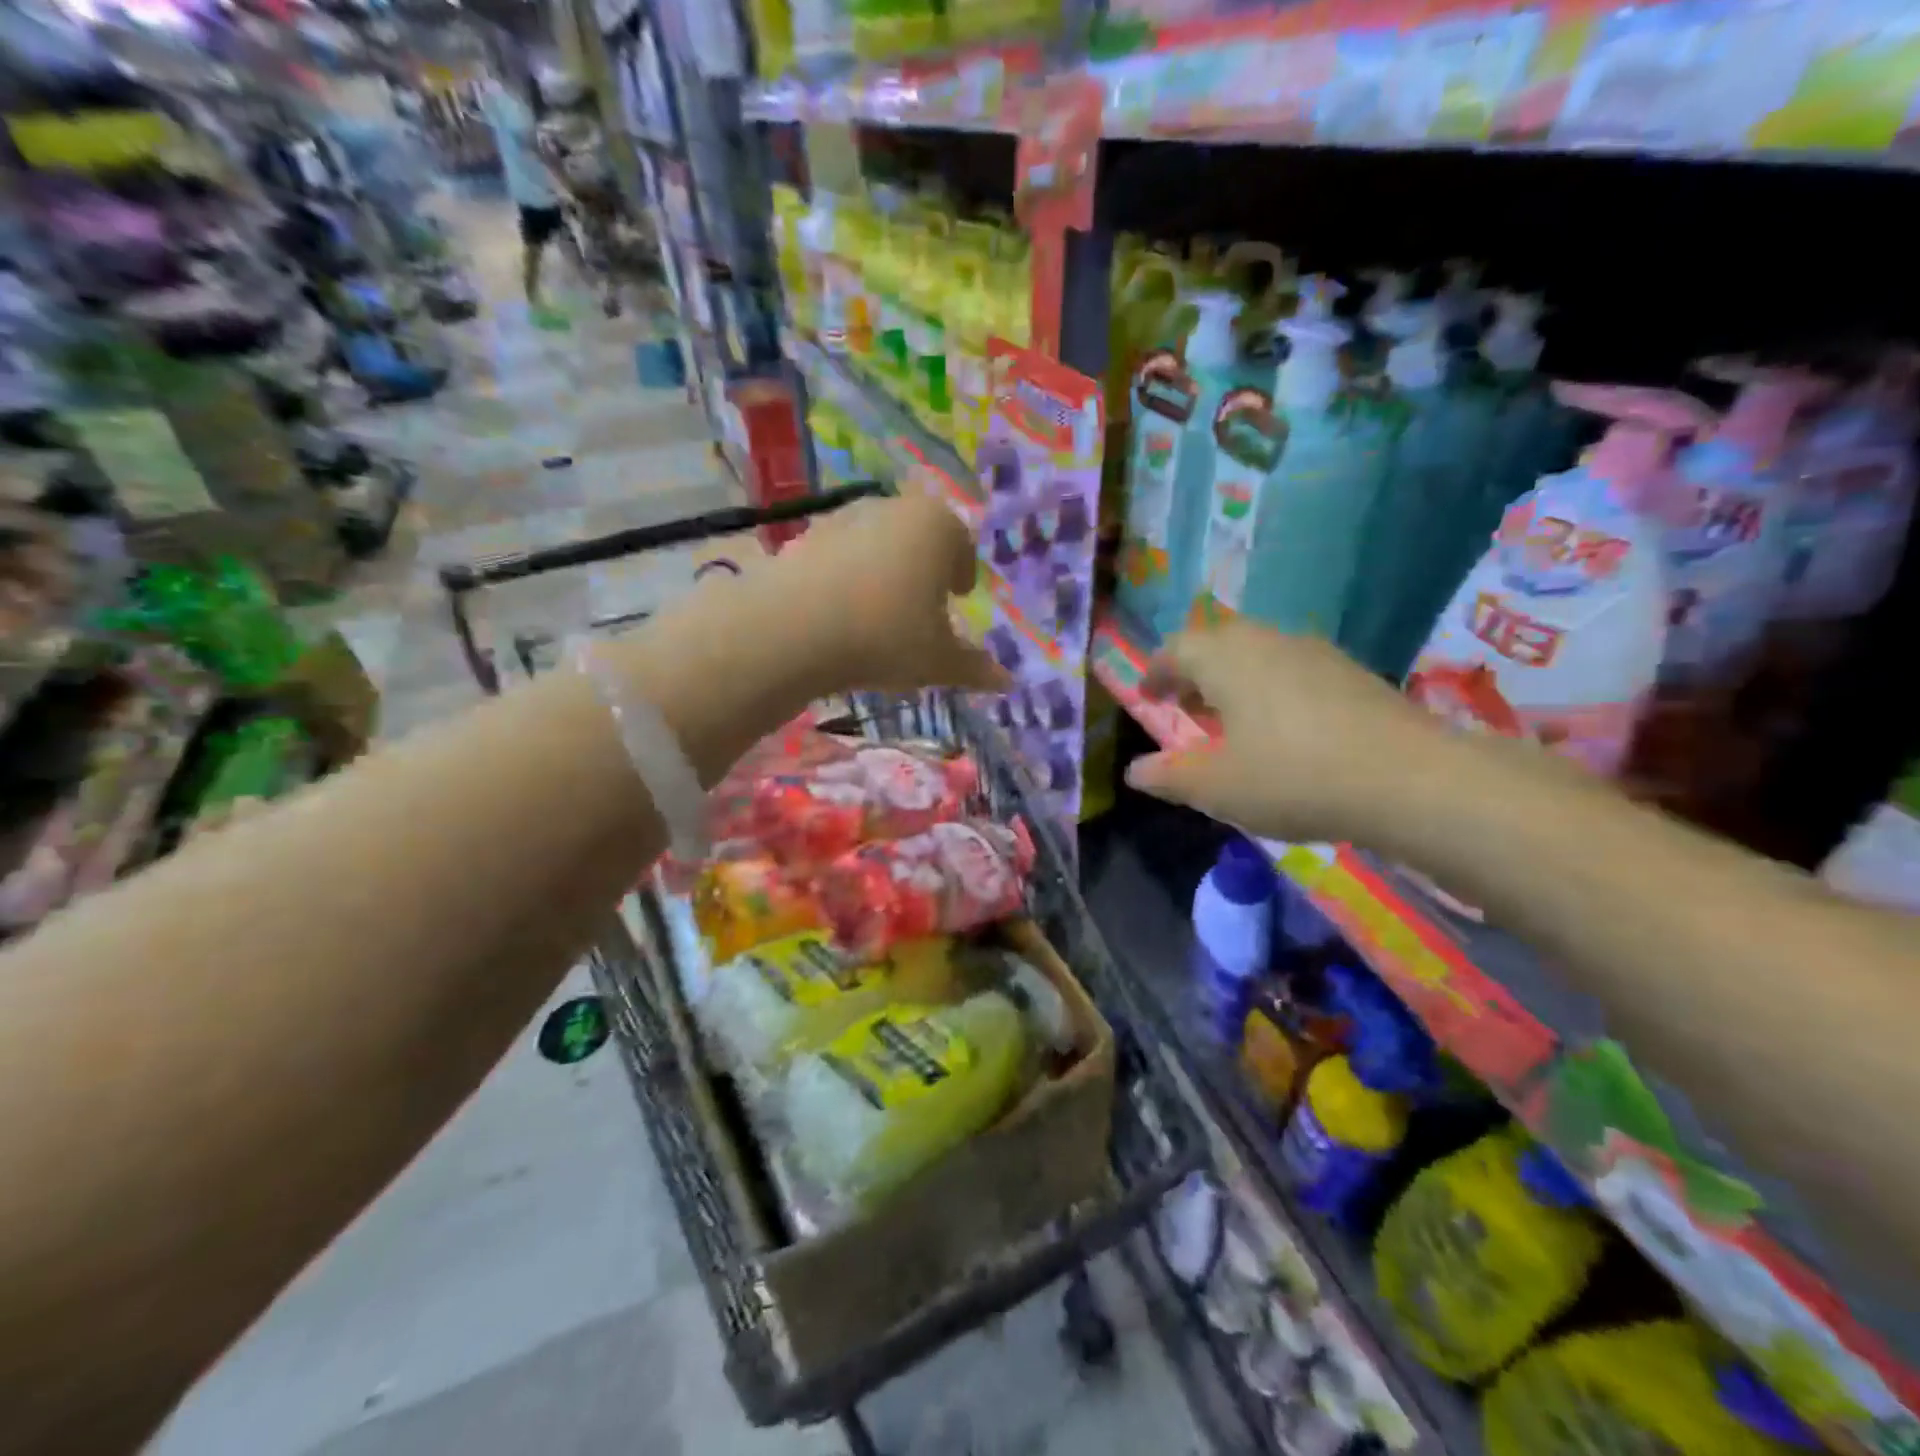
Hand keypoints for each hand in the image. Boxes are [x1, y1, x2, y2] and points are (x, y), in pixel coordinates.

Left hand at [768, 492, 1009, 695]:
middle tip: (925, 602)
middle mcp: (893, 508)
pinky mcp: (804, 536)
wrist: (794, 628)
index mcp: (937, 526)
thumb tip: (1006, 681)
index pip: (962, 545)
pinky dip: (847, 577)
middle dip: (925, 567)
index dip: (963, 572)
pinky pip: (840, 556)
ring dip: (884, 569)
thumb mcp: (938, 661)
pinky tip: (840, 612)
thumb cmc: (886, 636)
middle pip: (919, 536)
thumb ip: (974, 668)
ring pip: (877, 543)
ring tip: (880, 611)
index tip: (959, 595)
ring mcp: (844, 517)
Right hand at [1126, 620, 1448, 840]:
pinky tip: (1285, 727)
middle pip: (1218, 642)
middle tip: (1187, 705)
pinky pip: (1294, 668)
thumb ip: (1169, 777)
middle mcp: (1267, 641)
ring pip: (1259, 652)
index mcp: (1225, 660)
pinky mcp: (1353, 672)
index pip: (1176, 649)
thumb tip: (1135, 771)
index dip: (1157, 672)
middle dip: (1195, 671)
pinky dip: (1272, 687)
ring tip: (1232, 719)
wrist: (1410, 779)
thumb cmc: (1293, 778)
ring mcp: (1315, 653)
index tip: (1148, 696)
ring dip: (1234, 678)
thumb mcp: (1217, 788)